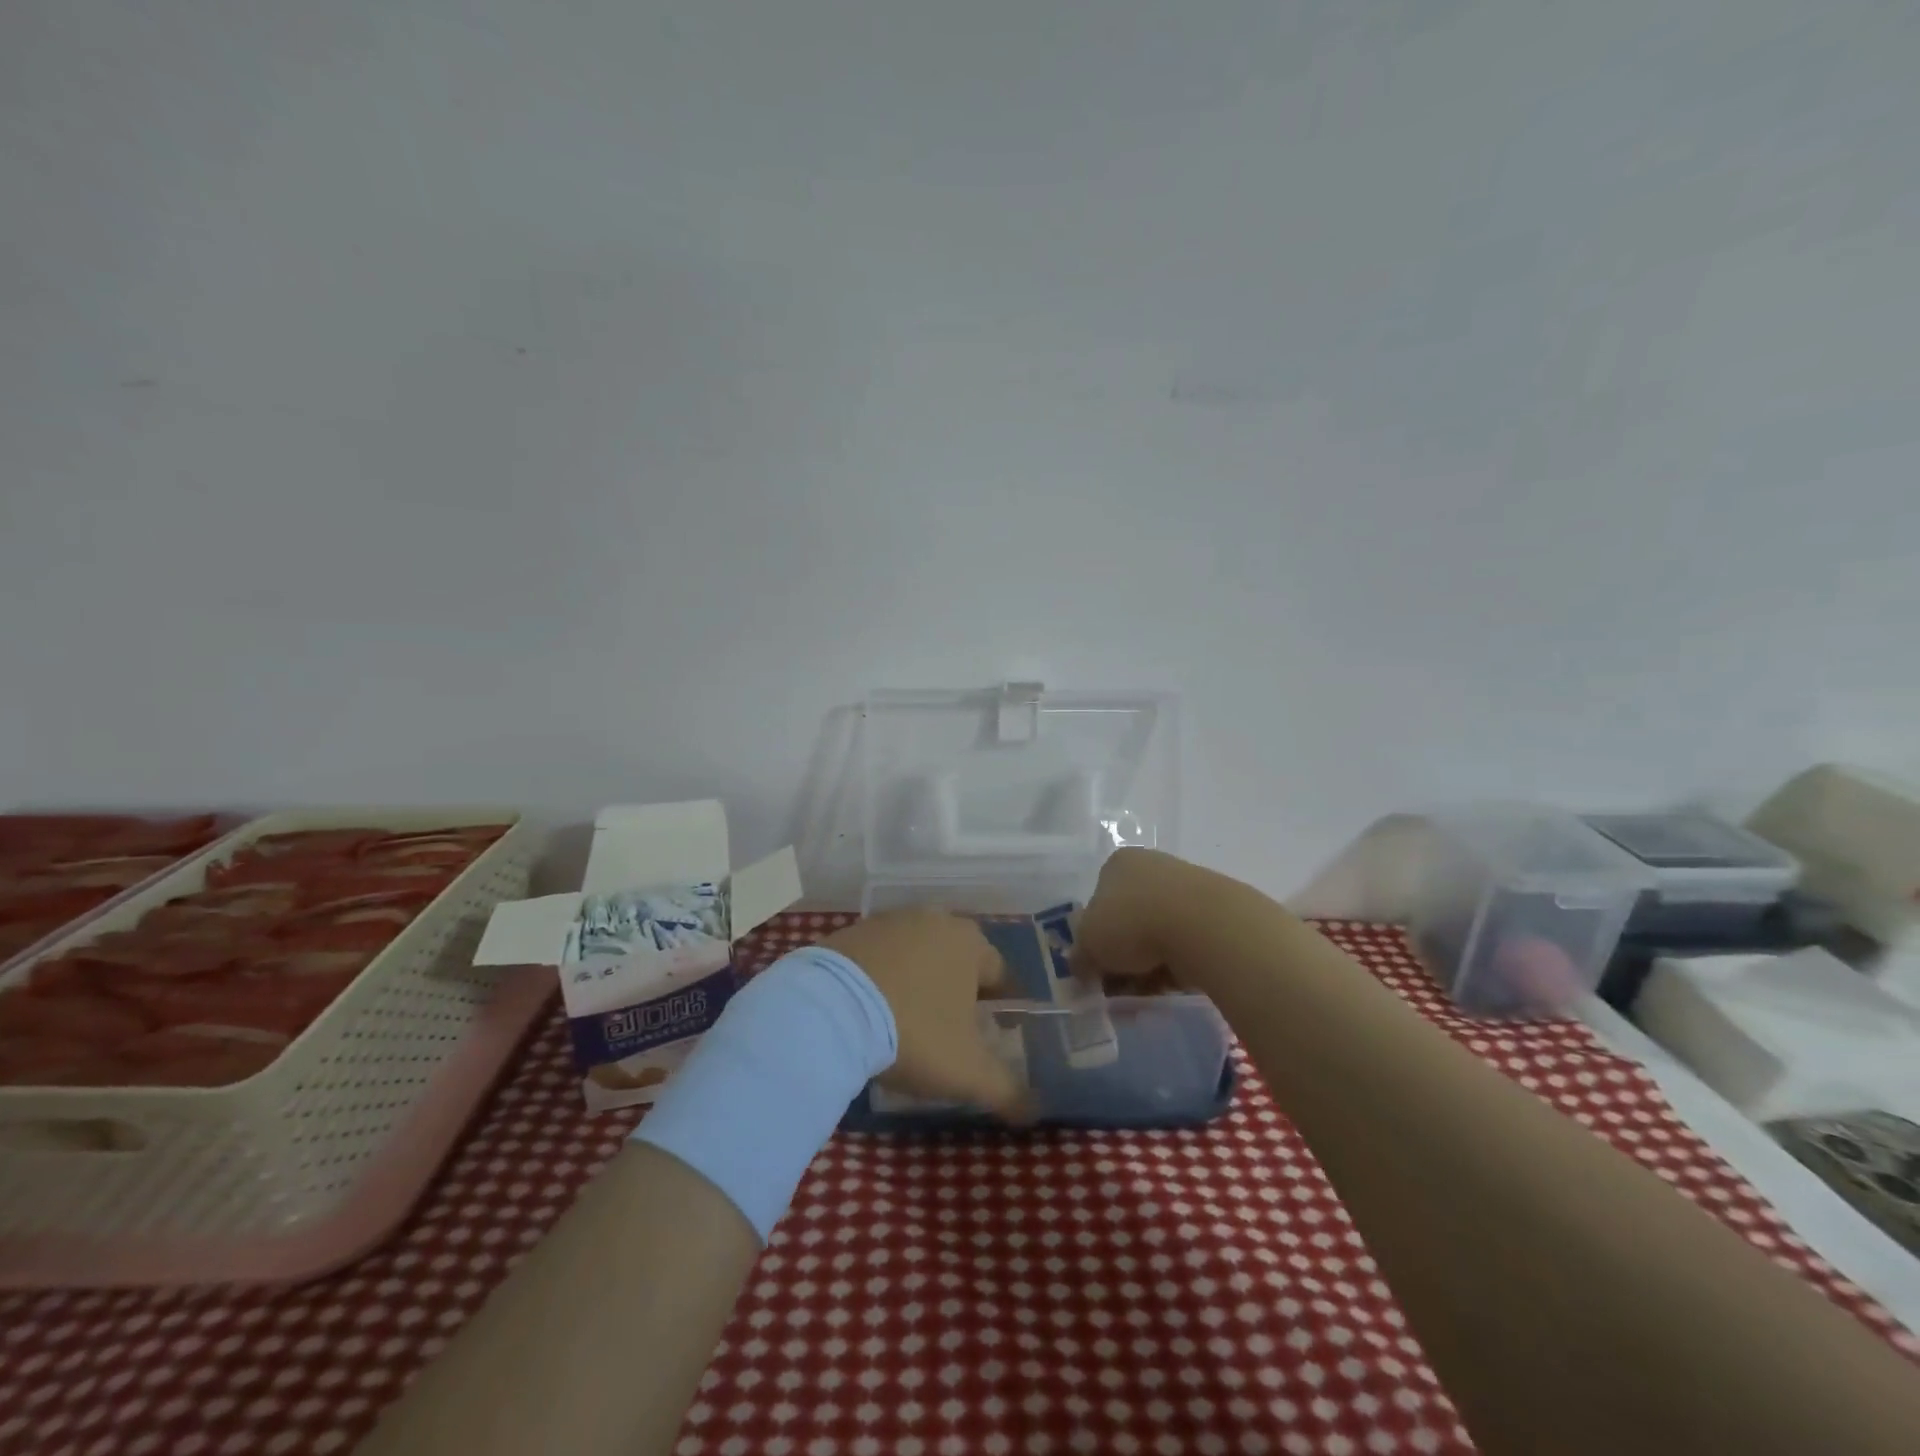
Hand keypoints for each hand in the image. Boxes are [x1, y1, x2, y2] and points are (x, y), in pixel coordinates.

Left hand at [822, 909, 1030, 1120]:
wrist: (830, 1009)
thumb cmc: (914, 1031)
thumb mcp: (967, 1071)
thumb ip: (1007, 1090)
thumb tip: (1035, 1111)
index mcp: (970, 942)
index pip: (1000, 973)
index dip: (1002, 1005)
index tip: (997, 1033)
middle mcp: (934, 919)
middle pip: (958, 960)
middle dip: (960, 992)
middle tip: (952, 1031)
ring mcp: (889, 921)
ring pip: (919, 955)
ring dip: (920, 982)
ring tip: (909, 1022)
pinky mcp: (852, 931)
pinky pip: (881, 957)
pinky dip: (884, 978)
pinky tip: (873, 1009)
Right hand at [1067, 847, 1195, 987]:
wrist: (1203, 926)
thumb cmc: (1132, 923)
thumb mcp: (1089, 944)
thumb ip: (1080, 956)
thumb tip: (1080, 967)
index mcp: (1118, 863)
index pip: (1098, 902)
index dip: (1094, 938)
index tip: (1097, 968)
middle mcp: (1151, 867)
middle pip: (1129, 919)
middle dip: (1123, 956)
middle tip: (1120, 984)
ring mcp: (1186, 887)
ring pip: (1157, 934)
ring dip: (1149, 964)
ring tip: (1148, 990)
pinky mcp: (1214, 912)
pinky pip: (1186, 944)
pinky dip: (1177, 965)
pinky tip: (1173, 985)